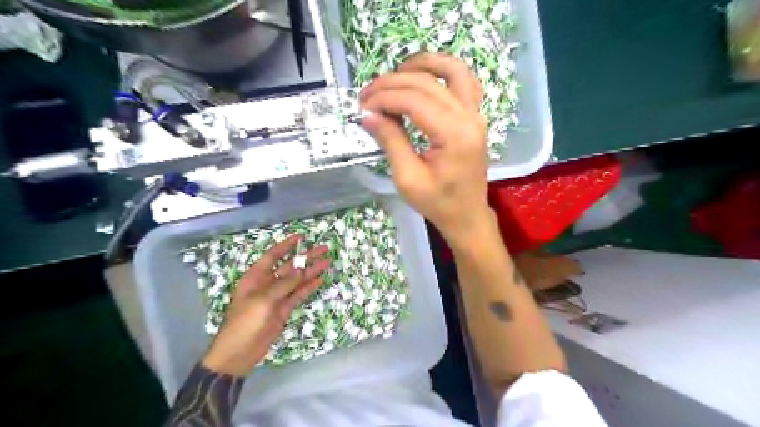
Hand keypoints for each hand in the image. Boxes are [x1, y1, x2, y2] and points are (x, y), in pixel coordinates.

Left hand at [201, 233, 329, 376]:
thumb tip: (301, 269)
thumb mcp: (263, 300)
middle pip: (289, 266)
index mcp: (256, 277)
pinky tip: (319, 280)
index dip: (286, 245)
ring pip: (296, 280)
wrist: (239, 353)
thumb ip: (283, 284)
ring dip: (311, 272)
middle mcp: (267, 283)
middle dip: (305, 257)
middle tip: (323, 249)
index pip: (273, 256)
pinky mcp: (283, 309)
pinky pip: (298, 295)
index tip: (301, 237)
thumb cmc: (245, 322)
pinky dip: (308, 288)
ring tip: (327, 262)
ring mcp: (277, 297)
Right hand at [361, 53, 493, 242]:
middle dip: (392, 84)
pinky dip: (442, 71)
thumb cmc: (438, 203)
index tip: (362, 106)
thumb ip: (391, 141)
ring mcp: (476, 114)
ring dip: (421, 66)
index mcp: (453, 135)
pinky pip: (463, 81)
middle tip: (367, 95)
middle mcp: (469, 117)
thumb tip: (368, 114)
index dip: (384, 98)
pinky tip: (423, 76)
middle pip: (427, 83)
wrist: (467, 215)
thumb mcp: (408, 178)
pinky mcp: (475, 116)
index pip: (414, 100)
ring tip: (394, 73)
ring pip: (451, 71)